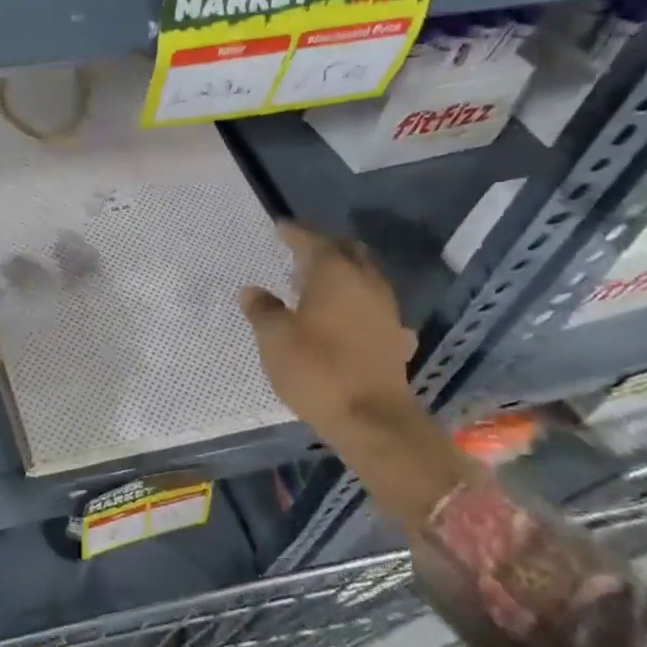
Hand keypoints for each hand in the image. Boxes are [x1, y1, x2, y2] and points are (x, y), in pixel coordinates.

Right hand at [240, 220, 420, 438]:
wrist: (372, 419)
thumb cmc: (316, 369)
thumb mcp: (274, 338)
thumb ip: (262, 309)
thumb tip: (252, 291)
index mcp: (335, 274)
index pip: (313, 241)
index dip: (294, 233)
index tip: (279, 227)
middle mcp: (366, 283)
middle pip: (347, 252)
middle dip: (324, 247)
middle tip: (299, 253)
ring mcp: (386, 311)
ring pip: (364, 278)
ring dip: (342, 274)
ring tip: (315, 285)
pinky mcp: (395, 338)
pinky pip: (374, 308)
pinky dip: (356, 304)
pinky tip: (345, 318)